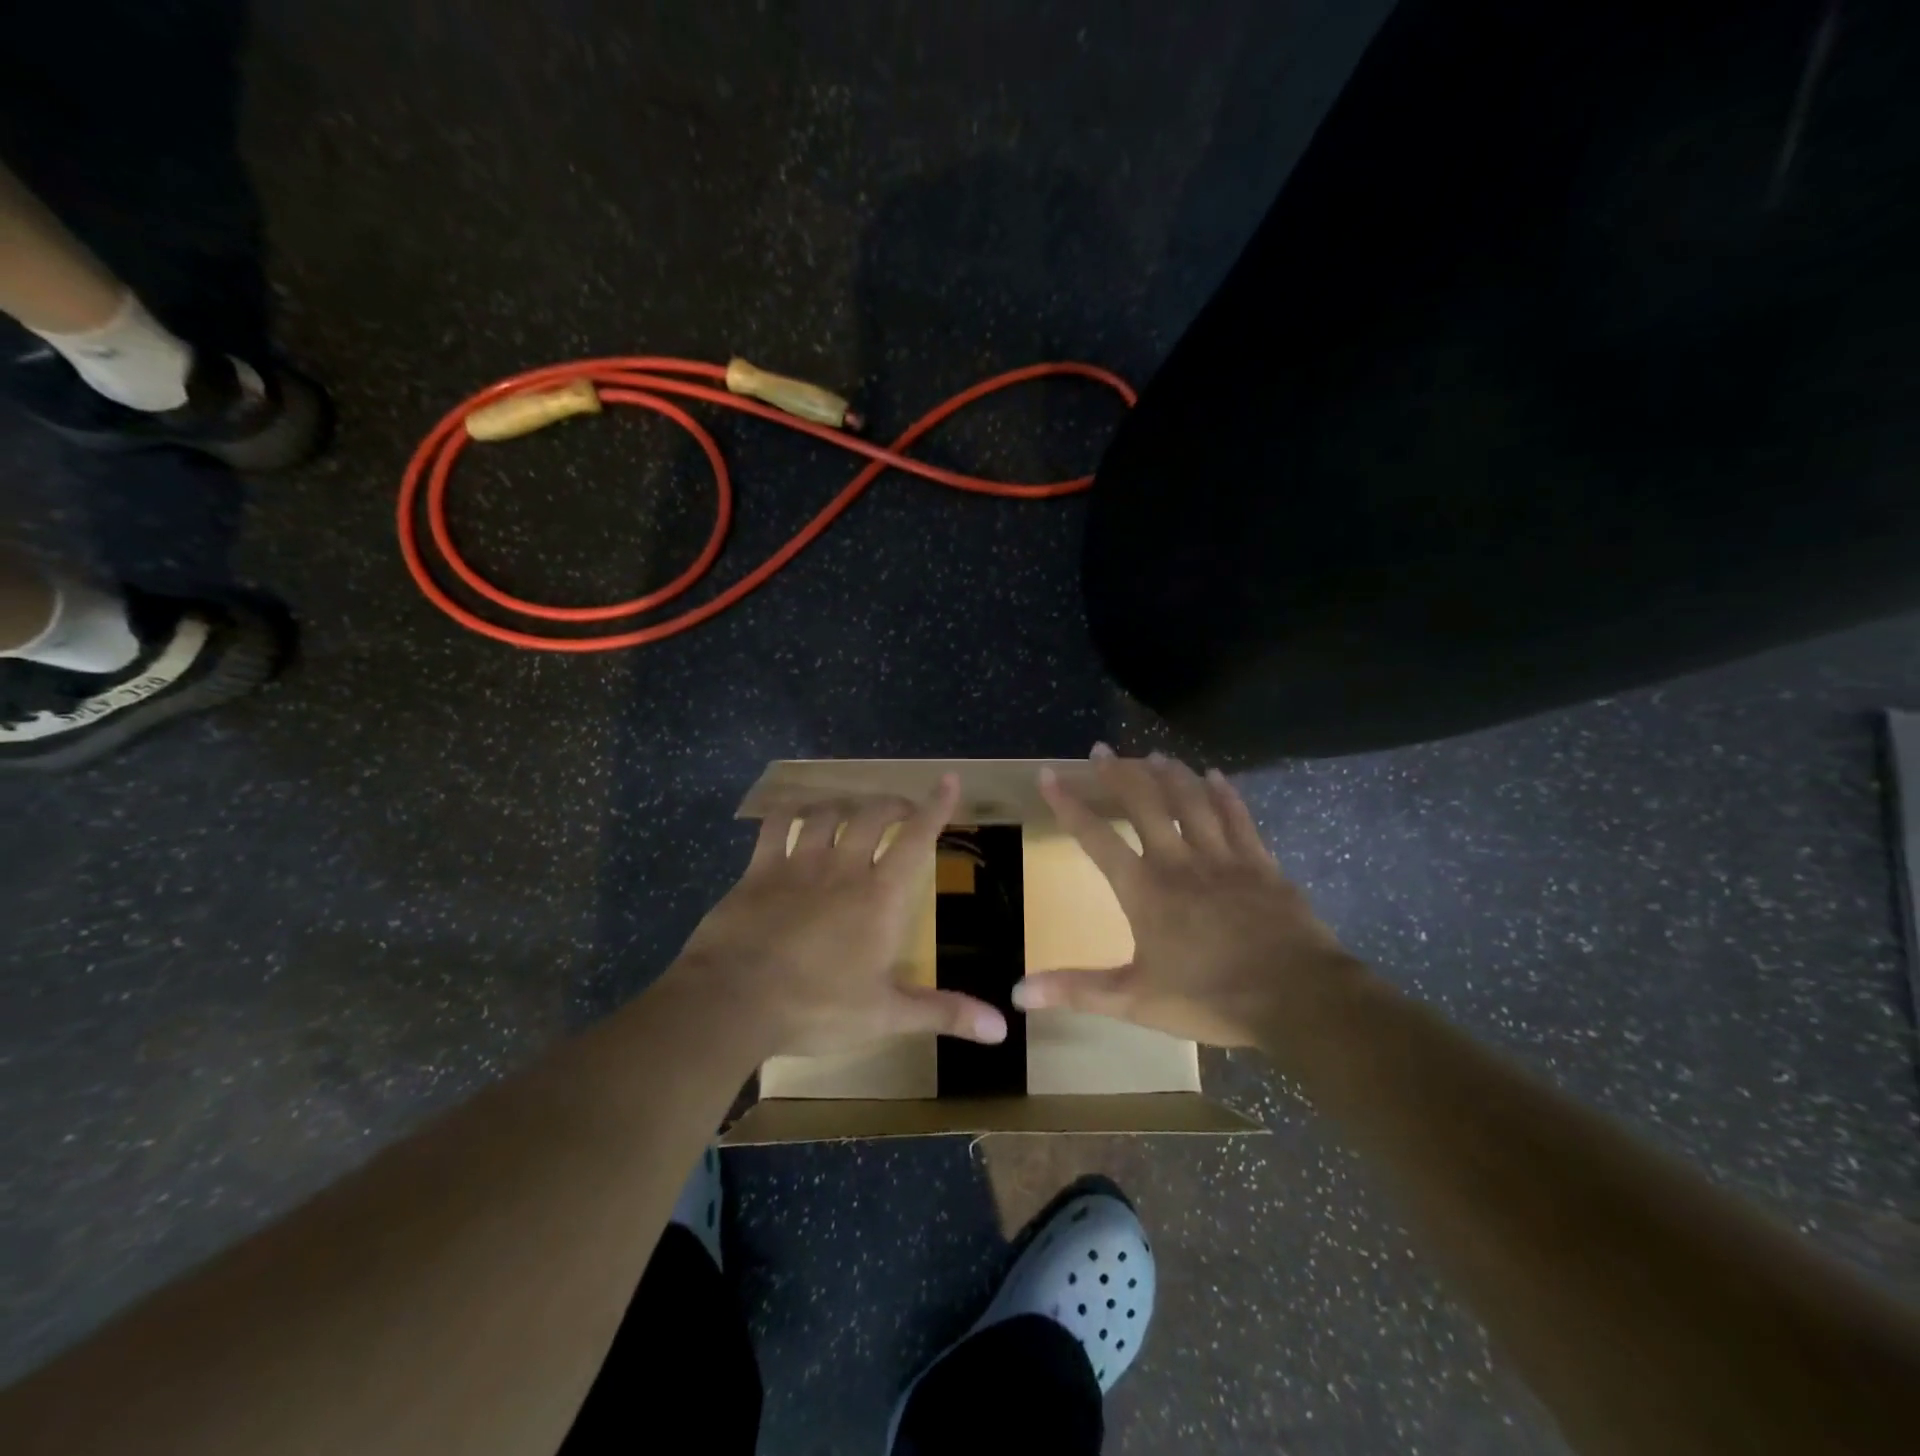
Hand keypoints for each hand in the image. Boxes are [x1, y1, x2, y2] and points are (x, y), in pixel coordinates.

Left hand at [665, 774, 1007, 1057]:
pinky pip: (777, 825)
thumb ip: (944, 1013)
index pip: (916, 839)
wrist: (733, 1002)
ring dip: (846, 805)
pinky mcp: (759, 869)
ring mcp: (798, 864)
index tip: (947, 780)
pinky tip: (795, 813)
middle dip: (893, 804)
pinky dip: (790, 812)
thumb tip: (1003, 1029)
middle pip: (873, 815)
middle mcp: (844, 867)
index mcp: (880, 896)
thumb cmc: (817, 1007)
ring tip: (854, 810)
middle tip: (902, 810)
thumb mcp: (886, 1016)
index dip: (936, 807)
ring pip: (828, 813)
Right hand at [1013, 748, 1363, 1045]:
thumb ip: (1077, 990)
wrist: (1297, 997)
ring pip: (1191, 802)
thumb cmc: (1211, 997)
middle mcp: (1179, 861)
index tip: (1049, 774)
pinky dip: (1225, 794)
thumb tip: (1018, 992)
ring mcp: (1223, 858)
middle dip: (1119, 775)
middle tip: (1102, 749)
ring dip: (1170, 776)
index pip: (1095, 837)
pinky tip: (1216, 776)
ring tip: (1153, 755)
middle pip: (1143, 805)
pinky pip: (1238, 817)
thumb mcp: (1135, 1000)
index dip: (1068, 804)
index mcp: (1144, 889)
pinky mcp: (1261, 863)